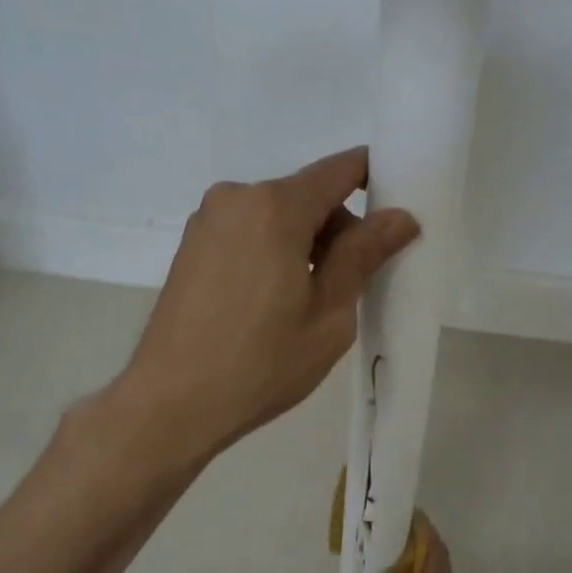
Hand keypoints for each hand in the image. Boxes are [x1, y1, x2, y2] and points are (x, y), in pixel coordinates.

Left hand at [118, 147, 418, 463]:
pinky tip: (272, 301)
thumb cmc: (261, 362)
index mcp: (275, 206)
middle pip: (307, 195)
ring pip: (277, 215)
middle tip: (353, 284)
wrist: (170, 403)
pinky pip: (249, 231)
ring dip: (305, 243)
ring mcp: (208, 220)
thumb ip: (364, 254)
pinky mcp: (191, 244)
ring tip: (308, 302)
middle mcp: (237, 197)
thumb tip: (401, 217)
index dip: (375, 180)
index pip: (340, 169)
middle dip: (338, 228)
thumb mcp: (329, 313)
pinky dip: (273, 250)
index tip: (397, 212)